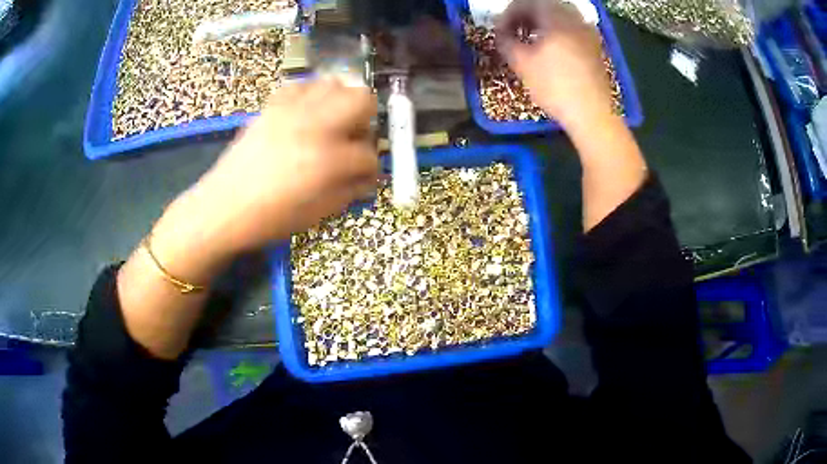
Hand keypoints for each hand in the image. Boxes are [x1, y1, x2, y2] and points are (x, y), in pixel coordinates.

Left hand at [193, 77, 378, 253]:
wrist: (223, 207)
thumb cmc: (269, 218)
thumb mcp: (316, 214)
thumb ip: (349, 191)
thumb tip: (367, 177)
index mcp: (328, 160)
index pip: (368, 154)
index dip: (371, 168)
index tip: (365, 175)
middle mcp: (314, 125)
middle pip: (362, 99)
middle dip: (366, 119)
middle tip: (354, 138)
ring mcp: (292, 110)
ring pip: (334, 83)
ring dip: (340, 102)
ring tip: (330, 124)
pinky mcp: (273, 106)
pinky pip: (302, 85)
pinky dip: (311, 96)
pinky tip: (306, 116)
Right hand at [496, 0, 612, 129]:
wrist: (592, 113)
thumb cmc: (554, 86)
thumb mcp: (521, 63)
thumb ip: (505, 41)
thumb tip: (500, 33)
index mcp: (555, 16)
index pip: (524, 3)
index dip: (507, 15)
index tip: (499, 32)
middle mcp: (573, 17)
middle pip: (543, 5)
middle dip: (524, 15)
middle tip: (513, 31)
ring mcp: (587, 31)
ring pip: (559, 15)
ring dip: (541, 22)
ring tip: (530, 39)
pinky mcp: (594, 45)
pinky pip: (571, 27)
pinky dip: (556, 30)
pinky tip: (550, 47)